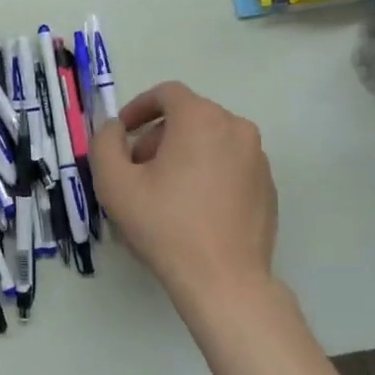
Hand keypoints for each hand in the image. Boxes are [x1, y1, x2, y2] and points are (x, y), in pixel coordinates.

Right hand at [92, 82, 277, 307]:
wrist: (223, 280)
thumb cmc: (165, 226)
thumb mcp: (114, 183)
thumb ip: (105, 143)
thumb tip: (116, 129)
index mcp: (201, 119)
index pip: (167, 93)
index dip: (139, 107)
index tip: (123, 133)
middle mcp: (236, 128)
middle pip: (189, 117)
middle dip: (158, 136)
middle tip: (137, 169)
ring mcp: (258, 158)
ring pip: (211, 141)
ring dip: (183, 154)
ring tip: (164, 192)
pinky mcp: (268, 186)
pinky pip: (231, 165)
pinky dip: (209, 173)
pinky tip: (194, 209)